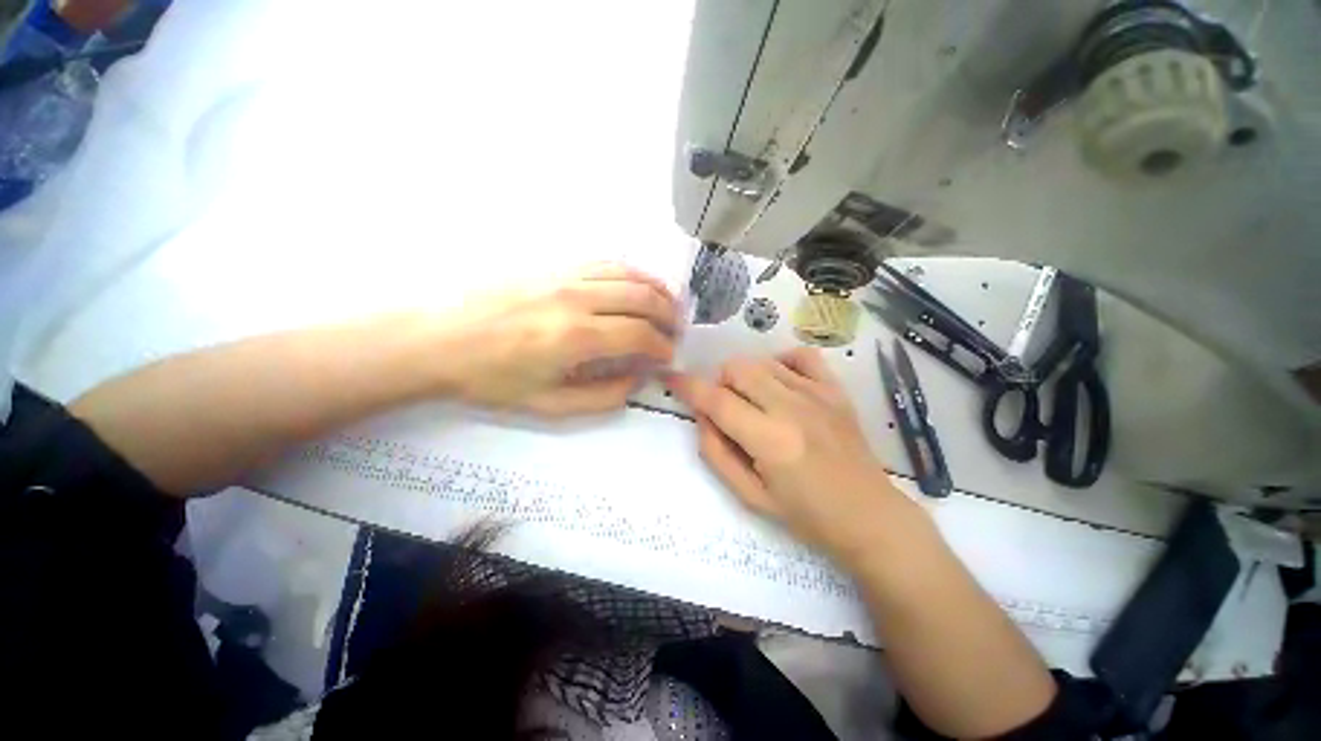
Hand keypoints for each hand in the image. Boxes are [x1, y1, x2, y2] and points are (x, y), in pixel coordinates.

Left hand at [434, 263, 679, 416]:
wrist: (436, 339)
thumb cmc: (490, 379)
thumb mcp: (548, 405)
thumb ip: (601, 397)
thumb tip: (635, 379)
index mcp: (576, 337)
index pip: (639, 335)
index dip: (661, 347)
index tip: (667, 357)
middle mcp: (577, 299)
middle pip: (641, 298)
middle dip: (668, 315)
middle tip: (676, 330)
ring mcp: (564, 276)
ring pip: (627, 274)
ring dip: (655, 289)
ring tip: (668, 305)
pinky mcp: (553, 267)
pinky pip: (604, 263)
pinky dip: (630, 273)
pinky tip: (636, 285)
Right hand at [667, 348, 915, 558]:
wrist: (869, 516)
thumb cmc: (806, 515)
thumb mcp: (749, 496)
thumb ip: (716, 452)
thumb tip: (702, 415)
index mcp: (770, 441)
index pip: (716, 400)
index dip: (687, 386)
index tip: (672, 378)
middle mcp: (792, 408)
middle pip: (737, 369)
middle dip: (720, 385)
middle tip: (728, 411)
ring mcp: (817, 394)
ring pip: (761, 361)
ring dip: (745, 377)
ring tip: (754, 403)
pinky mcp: (835, 390)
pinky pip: (800, 355)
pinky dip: (781, 363)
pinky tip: (780, 384)